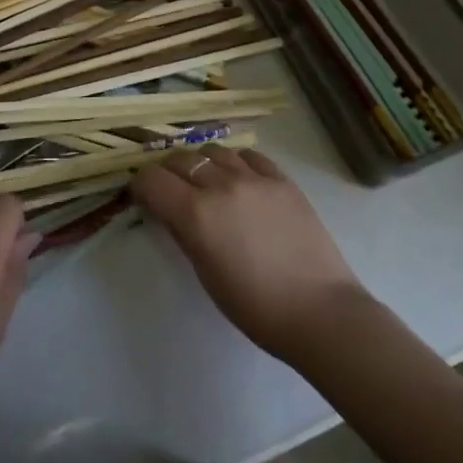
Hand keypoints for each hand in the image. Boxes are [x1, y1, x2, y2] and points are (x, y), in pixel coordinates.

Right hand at [131, 145, 369, 362]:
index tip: (143, 197)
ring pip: (213, 151)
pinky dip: (234, 162)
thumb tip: (168, 210)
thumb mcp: (206, 274)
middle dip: (167, 172)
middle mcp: (221, 185)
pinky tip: (238, 178)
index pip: (152, 180)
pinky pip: (248, 155)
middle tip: (170, 190)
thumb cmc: (256, 307)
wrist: (320, 312)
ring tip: (206, 182)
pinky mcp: (281, 178)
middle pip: (180, 159)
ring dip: (201, 163)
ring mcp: (254, 177)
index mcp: (196, 214)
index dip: (141, 186)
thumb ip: (183, 233)